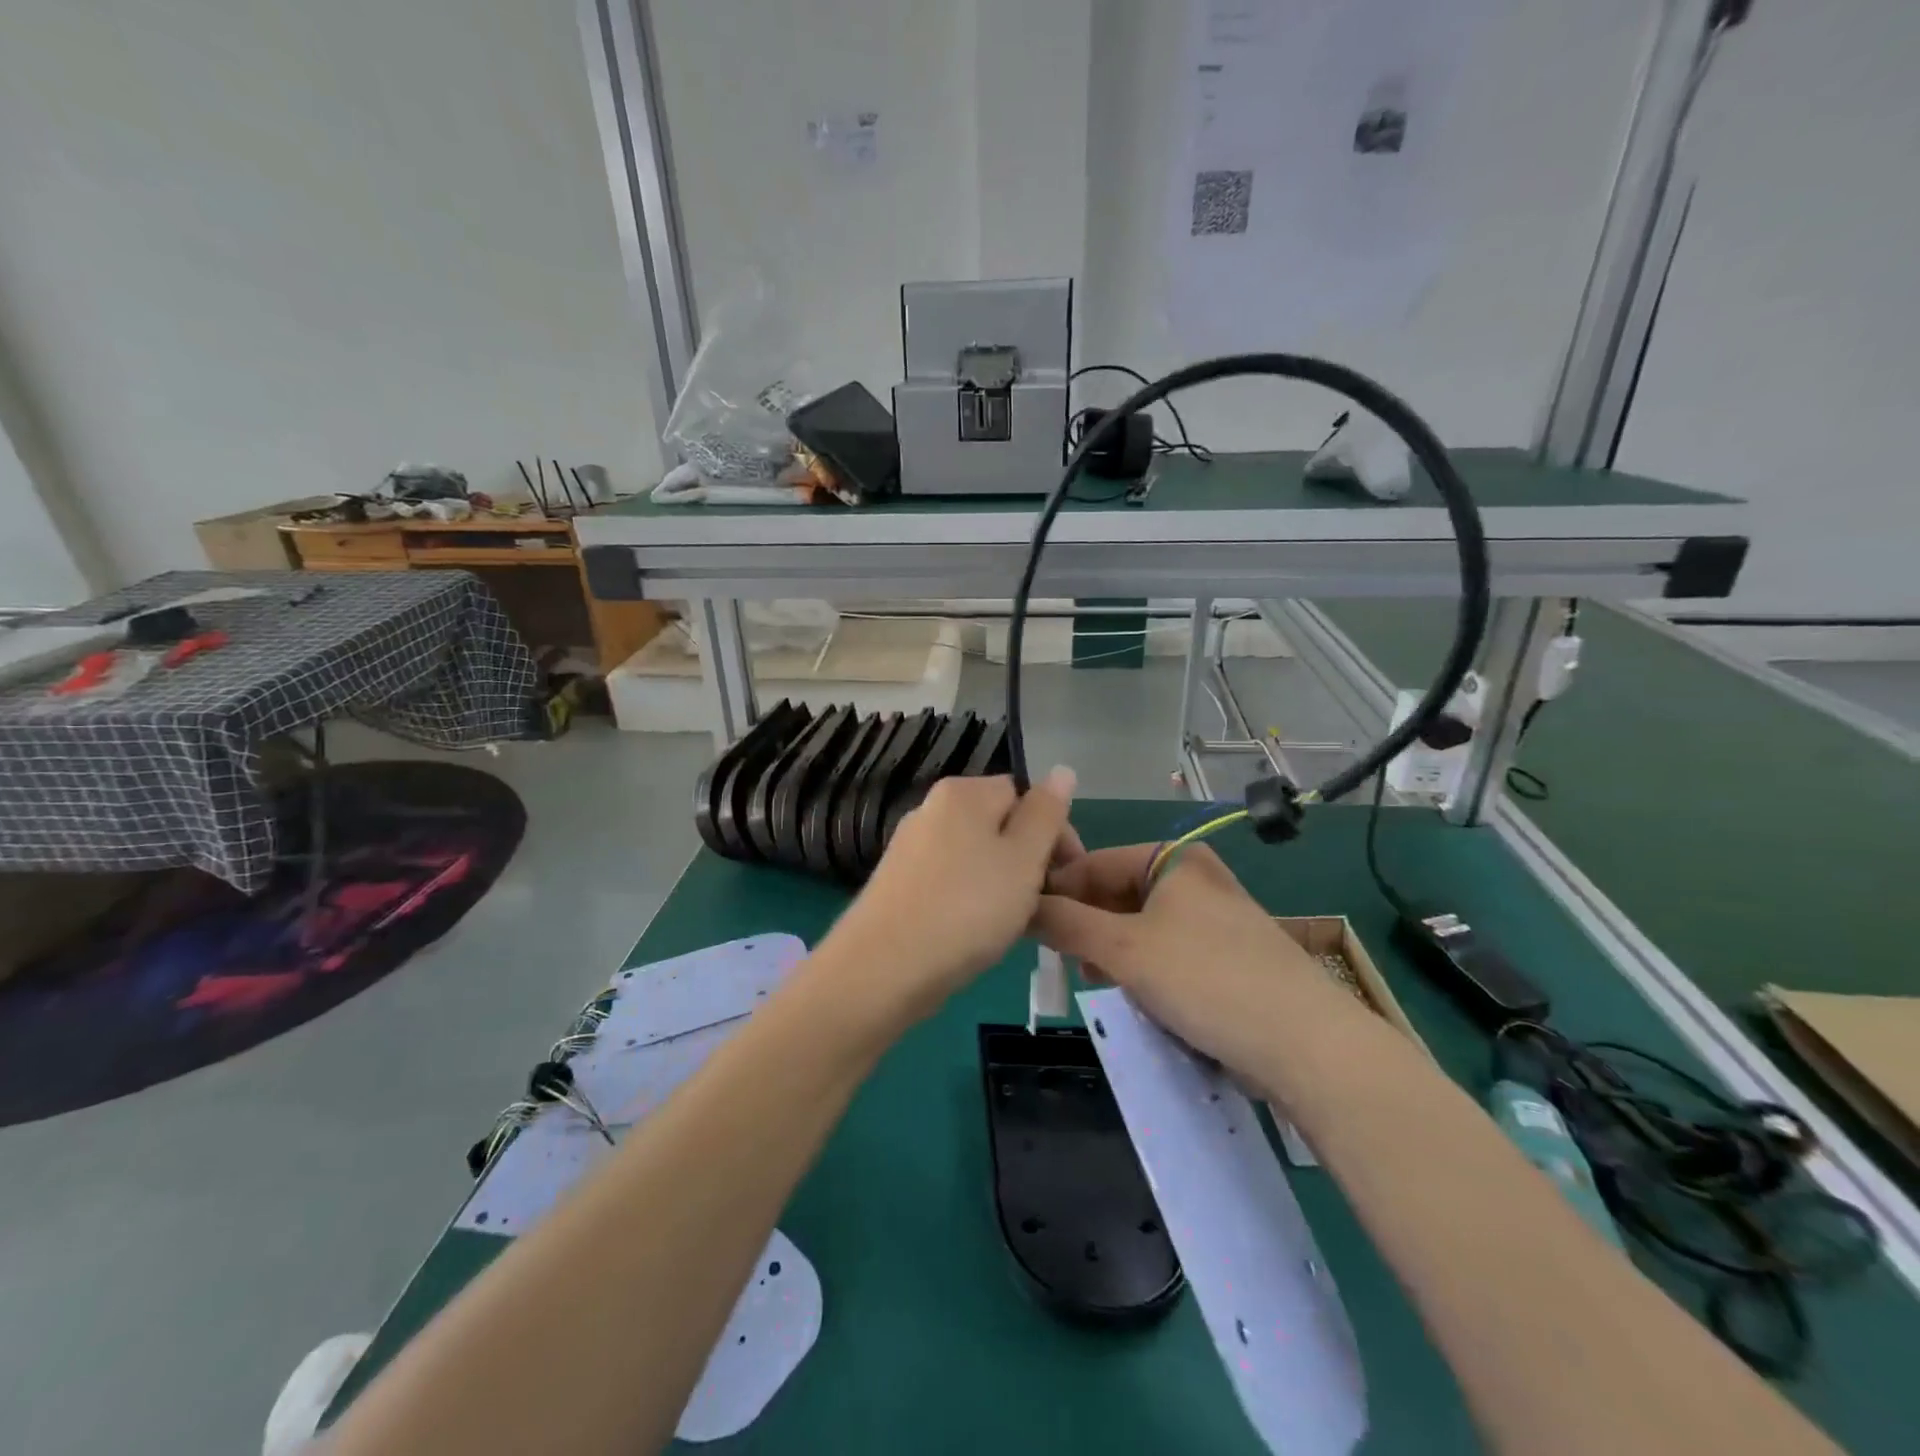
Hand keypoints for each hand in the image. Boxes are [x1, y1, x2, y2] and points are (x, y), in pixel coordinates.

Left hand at [820, 769, 1077, 1026]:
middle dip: (1027, 860)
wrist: (883, 968)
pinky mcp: (898, 883)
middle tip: (1044, 904)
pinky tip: (975, 933)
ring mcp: (910, 846)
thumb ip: (1046, 813)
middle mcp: (931, 809)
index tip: (1067, 878)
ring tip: (1012, 924)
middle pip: (999, 825)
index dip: (1054, 833)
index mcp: (963, 793)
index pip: (1025, 795)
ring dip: (1001, 884)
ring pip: (975, 856)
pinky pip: (950, 880)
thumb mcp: (1024, 859)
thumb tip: (1062, 771)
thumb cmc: (967, 908)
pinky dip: (969, 900)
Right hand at [1034, 842, 1351, 1074]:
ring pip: (1139, 927)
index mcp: (1173, 859)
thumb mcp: (1123, 948)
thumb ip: (1065, 922)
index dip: (1055, 890)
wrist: (1305, 1045)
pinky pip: (1166, 954)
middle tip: (1054, 957)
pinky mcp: (1226, 958)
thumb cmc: (1205, 978)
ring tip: (1088, 977)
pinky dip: (1142, 970)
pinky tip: (1131, 995)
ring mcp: (1213, 920)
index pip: (1094, 863)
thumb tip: (1020, 905)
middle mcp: (1194, 879)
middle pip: (1117, 894)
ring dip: (1110, 951)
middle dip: (1084, 925)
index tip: (1021, 922)